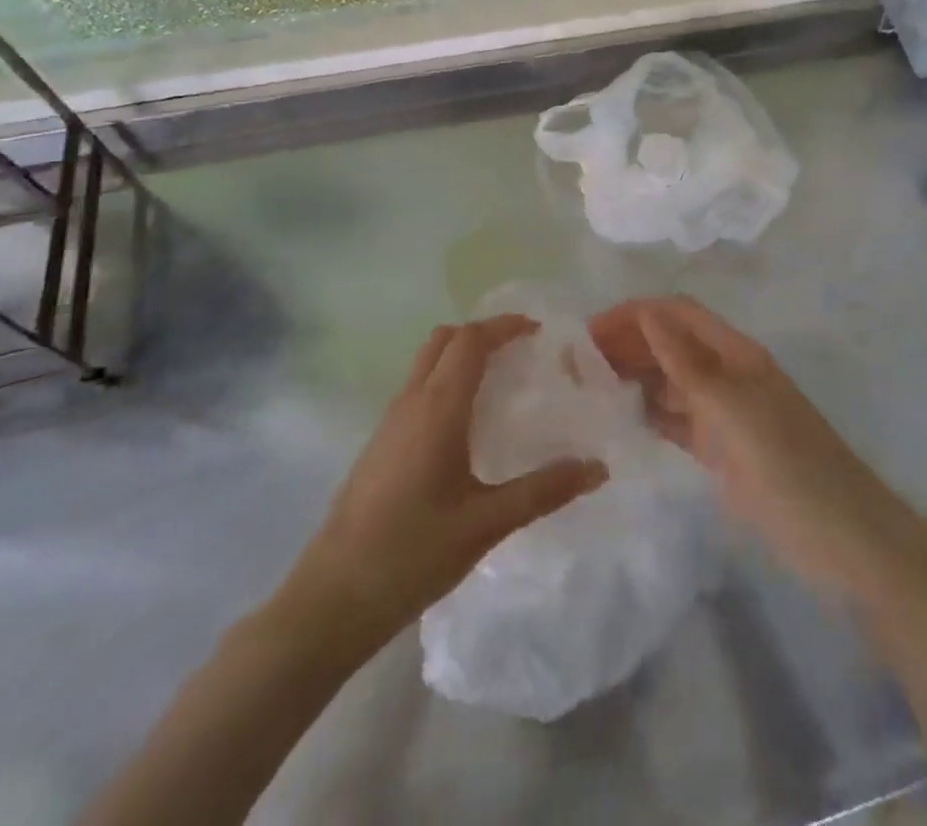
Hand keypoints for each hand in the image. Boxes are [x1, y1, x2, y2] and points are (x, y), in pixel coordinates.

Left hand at [276, 315, 607, 649]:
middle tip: (520, 351)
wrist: (328, 601)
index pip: (470, 340)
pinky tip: (466, 425)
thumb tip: (598, 468)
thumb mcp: (486, 524)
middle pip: (444, 339)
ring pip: (426, 362)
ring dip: (461, 355)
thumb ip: (543, 491)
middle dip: (483, 333)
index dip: (504, 326)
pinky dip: (445, 381)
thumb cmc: (410, 555)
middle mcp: (410, 402)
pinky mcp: (379, 444)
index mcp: (437, 408)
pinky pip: (416, 388)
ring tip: (500, 382)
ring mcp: (388, 422)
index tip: (538, 332)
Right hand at [588, 297, 926, 612]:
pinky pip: (676, 421)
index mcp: (736, 355)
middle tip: (574, 367)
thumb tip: (647, 312)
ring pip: (669, 382)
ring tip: (585, 392)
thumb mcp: (736, 412)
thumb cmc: (792, 469)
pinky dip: (648, 416)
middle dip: (626, 345)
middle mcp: (727, 375)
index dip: (634, 315)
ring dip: (632, 378)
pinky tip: (617, 424)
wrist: (845, 543)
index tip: (585, 334)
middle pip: (670, 344)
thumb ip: (689, 364)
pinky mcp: (721, 452)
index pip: (677, 314)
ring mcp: (725, 415)